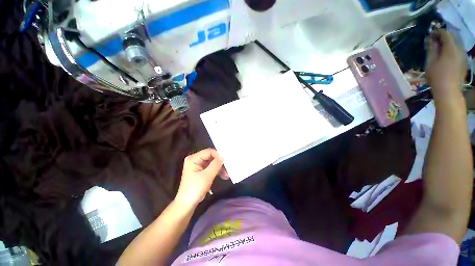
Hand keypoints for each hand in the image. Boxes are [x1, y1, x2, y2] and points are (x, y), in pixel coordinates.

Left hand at [175, 149, 225, 207]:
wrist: (187, 204)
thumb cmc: (195, 189)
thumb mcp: (207, 176)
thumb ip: (215, 164)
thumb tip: (223, 156)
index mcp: (193, 158)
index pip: (209, 152)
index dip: (218, 156)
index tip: (226, 162)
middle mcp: (195, 160)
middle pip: (211, 157)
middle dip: (220, 163)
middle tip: (228, 168)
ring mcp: (198, 166)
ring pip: (212, 163)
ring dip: (220, 168)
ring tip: (227, 175)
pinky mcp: (201, 171)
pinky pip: (211, 168)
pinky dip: (217, 172)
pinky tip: (224, 176)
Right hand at [425, 30, 466, 97]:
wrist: (449, 91)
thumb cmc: (437, 76)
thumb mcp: (430, 61)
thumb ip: (431, 48)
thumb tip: (430, 39)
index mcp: (451, 47)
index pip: (445, 33)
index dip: (437, 32)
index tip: (430, 35)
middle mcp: (459, 49)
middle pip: (453, 37)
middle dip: (443, 37)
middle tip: (434, 41)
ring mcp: (463, 56)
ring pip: (456, 44)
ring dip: (448, 43)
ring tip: (440, 48)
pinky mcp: (464, 62)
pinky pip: (458, 51)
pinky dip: (452, 49)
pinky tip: (446, 56)